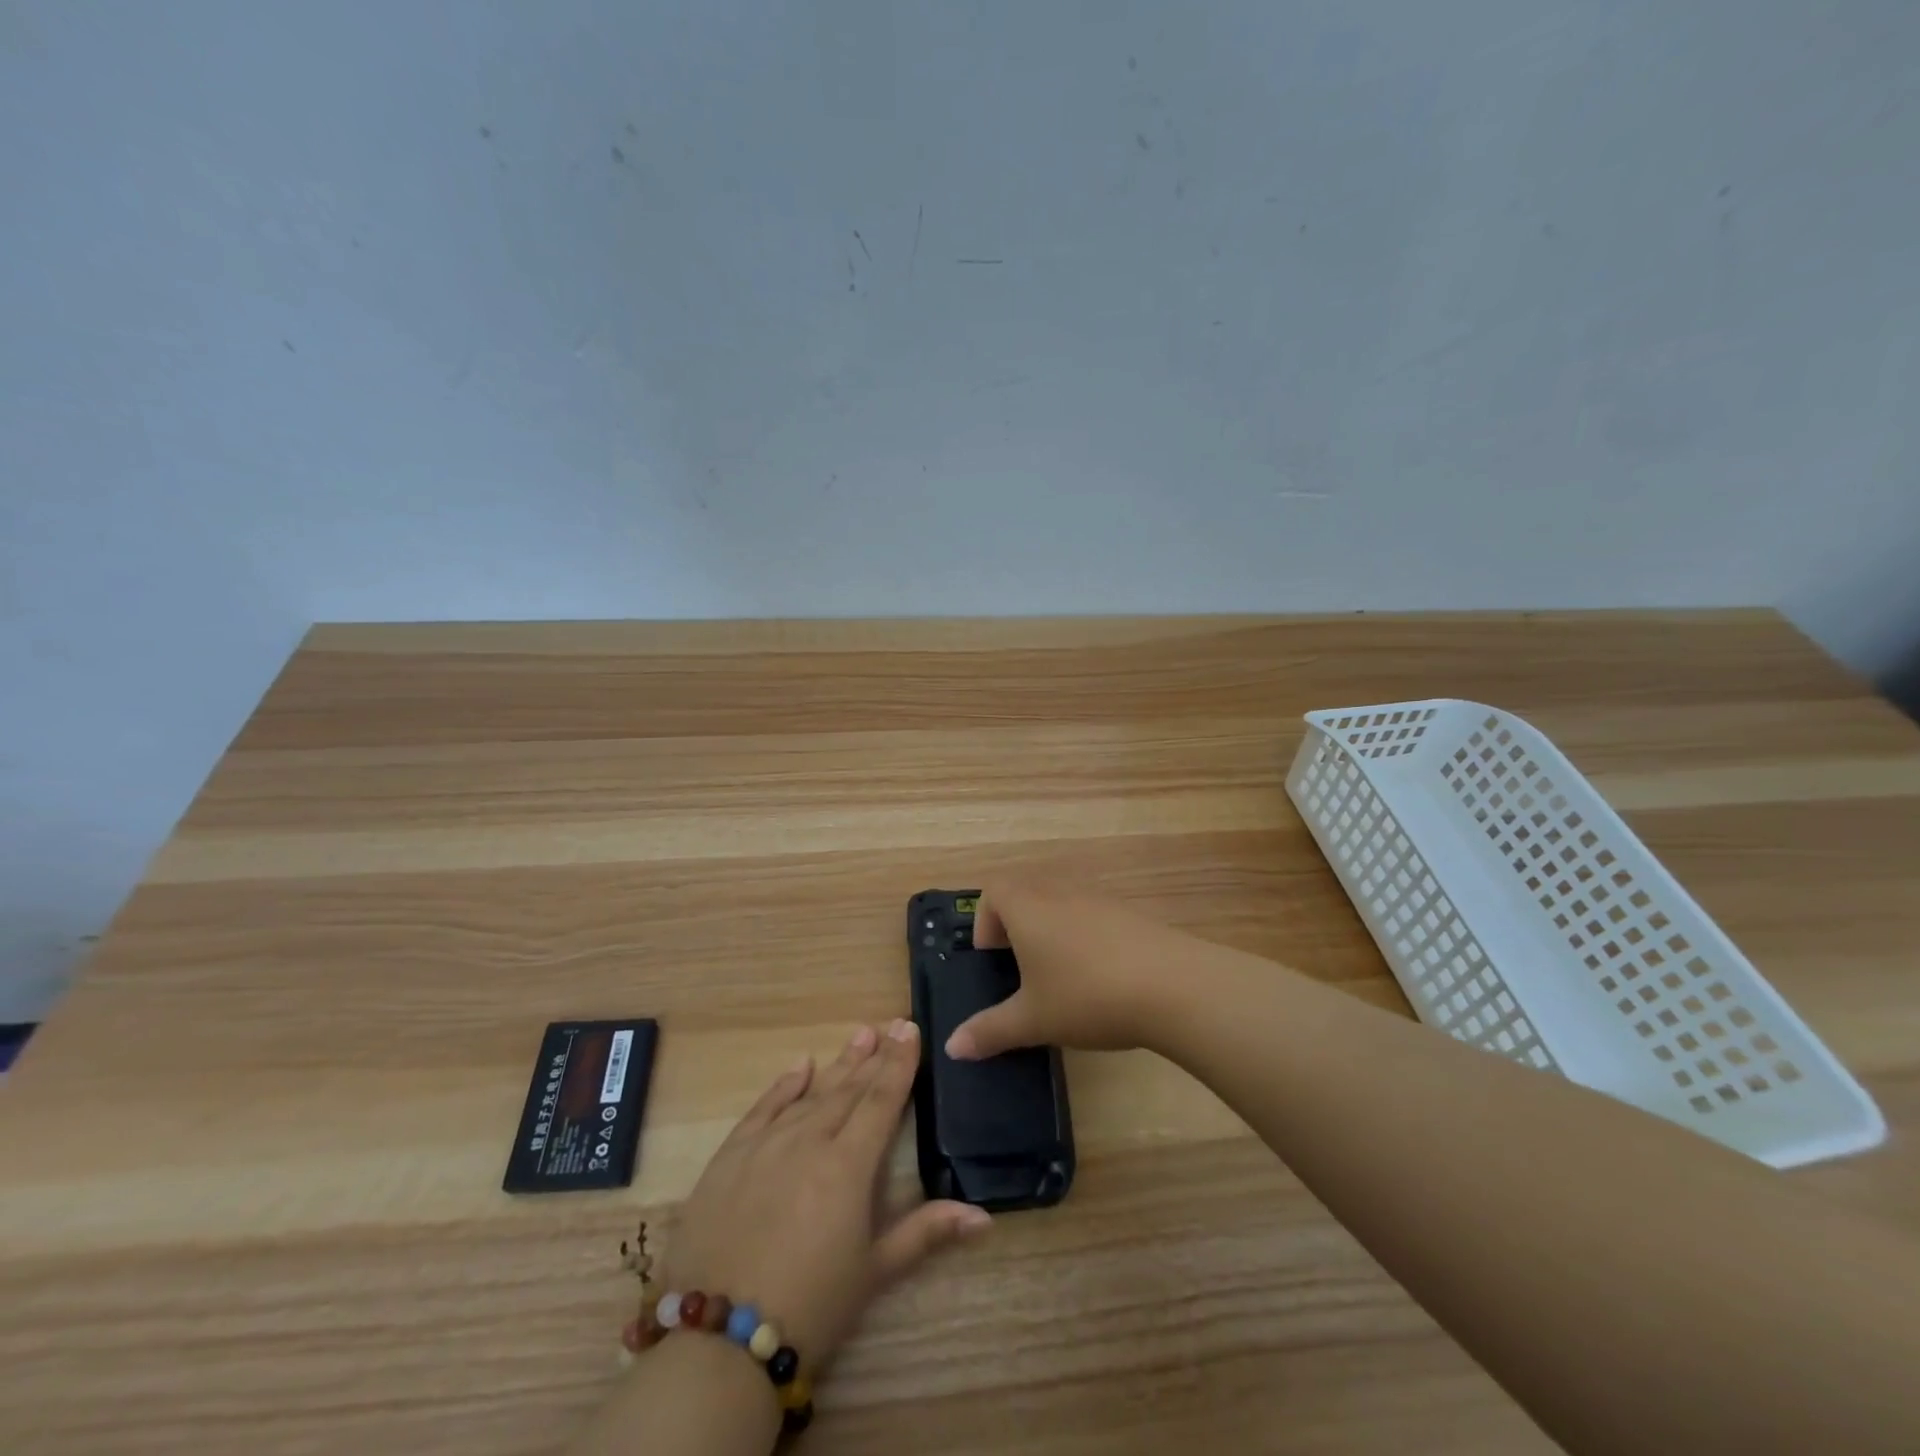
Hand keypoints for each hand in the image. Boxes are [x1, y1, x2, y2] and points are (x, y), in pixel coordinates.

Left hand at [664, 1019, 989, 1368]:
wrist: (716, 1342)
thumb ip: (927, 1232)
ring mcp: (766, 1145)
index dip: (899, 1064)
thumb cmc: (810, 1307)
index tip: (911, 1028)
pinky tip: (800, 1066)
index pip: (882, 1100)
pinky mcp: (730, 1157)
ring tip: (859, 1036)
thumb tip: (985, 1215)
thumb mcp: (874, 1271)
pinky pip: (762, 1109)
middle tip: (890, 1024)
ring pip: (810, 1093)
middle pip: (848, 1089)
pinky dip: (784, 1085)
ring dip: (838, 1064)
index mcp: (849, 1165)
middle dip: (873, 1056)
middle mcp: (809, 1140)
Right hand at [944, 880, 1182, 1060]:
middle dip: (1016, 928)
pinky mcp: (1130, 914)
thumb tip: (952, 1047)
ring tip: (1061, 979)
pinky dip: (1085, 938)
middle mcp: (1060, 893)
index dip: (985, 921)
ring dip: (1052, 932)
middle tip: (1022, 972)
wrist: (1173, 986)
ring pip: (1061, 904)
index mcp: (1028, 909)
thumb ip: (990, 1031)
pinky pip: (1093, 916)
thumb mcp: (1034, 1020)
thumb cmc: (1087, 996)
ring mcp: (1099, 900)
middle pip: (1026, 893)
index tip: (995, 961)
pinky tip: (1101, 980)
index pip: (993, 890)